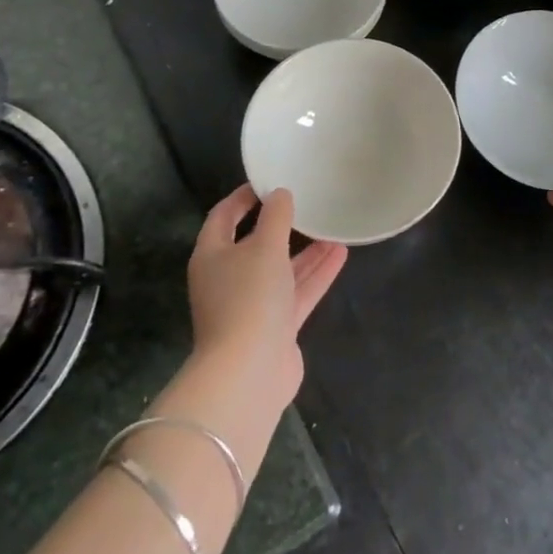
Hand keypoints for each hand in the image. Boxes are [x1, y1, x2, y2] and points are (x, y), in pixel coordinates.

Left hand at [187, 185, 346, 412]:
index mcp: (212, 257)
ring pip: (281, 270)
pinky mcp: (275, 327)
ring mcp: (252, 306)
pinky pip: (297, 292)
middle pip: (254, 245)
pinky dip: (316, 274)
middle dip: (281, 226)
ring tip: (333, 227)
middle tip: (305, 203)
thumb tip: (280, 194)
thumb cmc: (249, 298)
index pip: (223, 217)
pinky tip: (340, 254)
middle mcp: (228, 279)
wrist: (249, 372)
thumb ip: (276, 217)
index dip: (242, 197)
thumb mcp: (264, 247)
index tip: (267, 181)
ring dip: (306, 251)